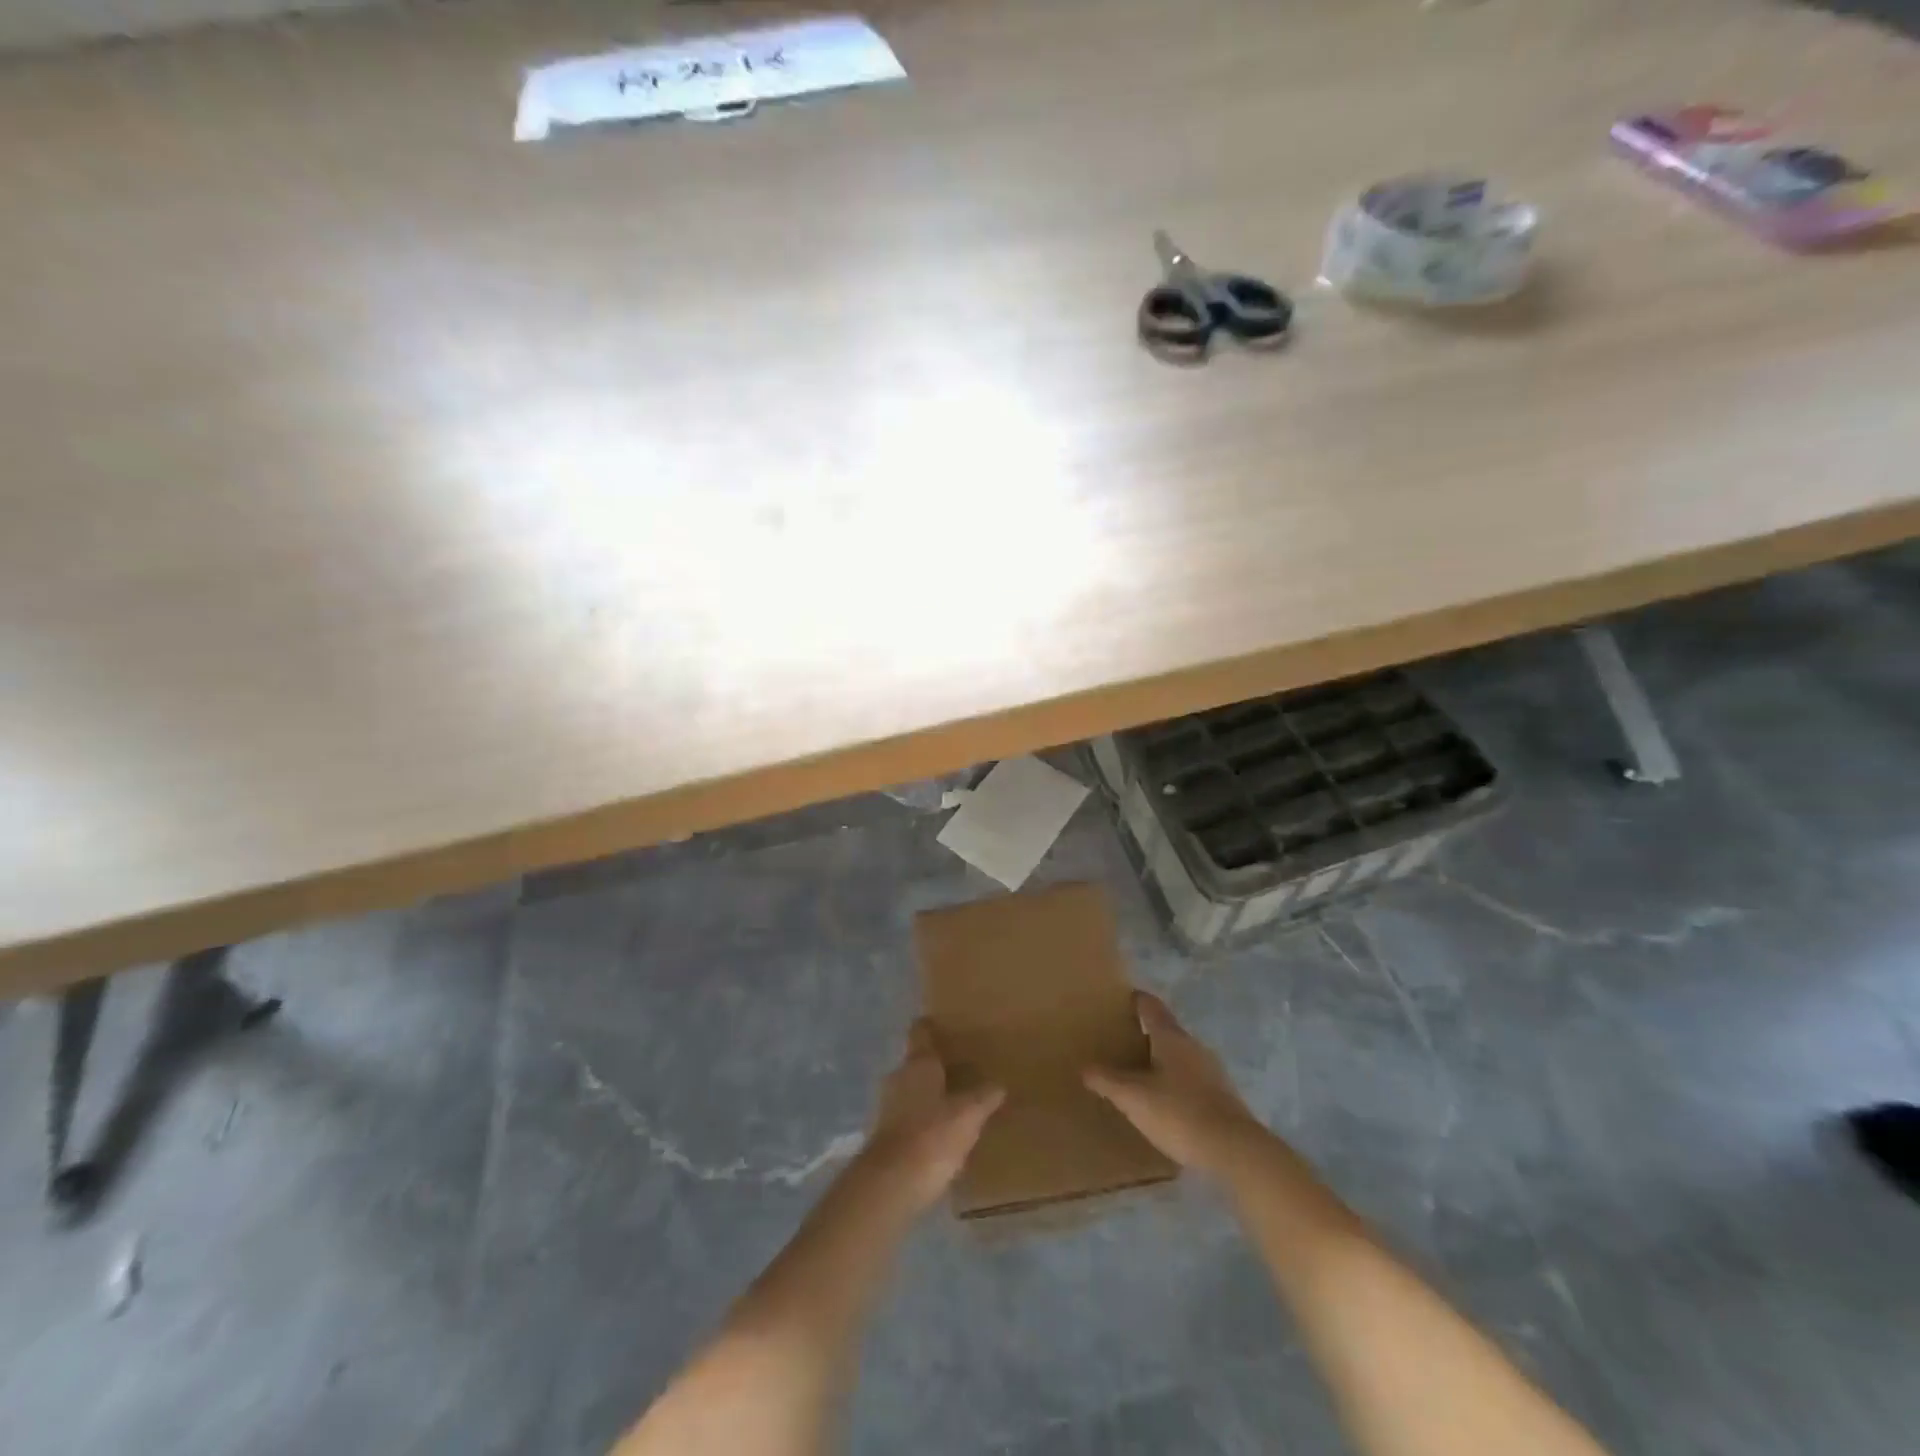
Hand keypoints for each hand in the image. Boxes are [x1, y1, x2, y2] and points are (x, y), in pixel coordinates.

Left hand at [858, 1021, 1003, 1211]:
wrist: (891, 1184)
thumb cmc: (932, 1136)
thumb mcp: (968, 1115)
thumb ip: (983, 1097)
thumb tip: (998, 1085)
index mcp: (918, 1063)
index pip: (921, 1032)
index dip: (932, 1026)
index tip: (946, 1024)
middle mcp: (899, 1077)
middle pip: (918, 1062)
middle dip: (937, 1064)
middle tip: (964, 1067)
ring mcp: (888, 1106)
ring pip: (913, 1089)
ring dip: (930, 1093)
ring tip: (957, 1100)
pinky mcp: (886, 1134)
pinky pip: (909, 1116)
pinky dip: (924, 1119)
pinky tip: (943, 1131)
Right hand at [1084, 992, 1265, 1174]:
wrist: (1234, 1151)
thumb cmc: (1179, 1113)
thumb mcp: (1133, 1098)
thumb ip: (1107, 1081)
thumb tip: (1085, 1068)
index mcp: (1171, 1037)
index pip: (1150, 1006)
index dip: (1135, 1000)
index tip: (1120, 1000)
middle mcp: (1193, 1046)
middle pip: (1166, 1030)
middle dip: (1145, 1034)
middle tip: (1120, 1041)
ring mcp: (1212, 1071)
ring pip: (1180, 1056)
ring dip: (1161, 1060)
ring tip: (1139, 1073)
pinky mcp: (1222, 1096)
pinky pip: (1191, 1079)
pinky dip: (1175, 1082)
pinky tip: (1165, 1101)